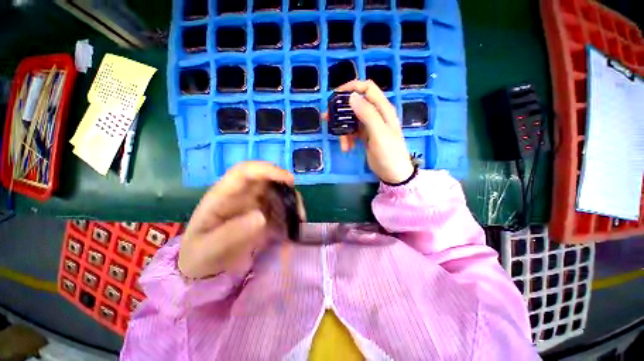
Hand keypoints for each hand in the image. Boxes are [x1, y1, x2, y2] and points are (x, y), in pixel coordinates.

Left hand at [179, 161, 293, 278]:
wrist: (204, 267)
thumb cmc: (200, 255)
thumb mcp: (207, 249)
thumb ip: (231, 233)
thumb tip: (261, 217)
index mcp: (223, 195)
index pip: (246, 171)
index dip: (268, 170)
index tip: (289, 180)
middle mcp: (242, 194)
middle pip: (267, 179)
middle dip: (286, 188)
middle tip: (298, 208)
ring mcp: (254, 203)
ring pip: (277, 192)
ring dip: (291, 202)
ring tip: (298, 221)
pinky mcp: (262, 213)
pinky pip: (280, 207)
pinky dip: (290, 214)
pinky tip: (292, 228)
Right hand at [334, 80, 413, 183]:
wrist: (393, 173)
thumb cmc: (389, 153)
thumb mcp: (379, 134)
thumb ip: (367, 114)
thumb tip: (352, 96)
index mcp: (382, 109)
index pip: (367, 88)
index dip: (351, 87)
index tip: (335, 96)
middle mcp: (376, 114)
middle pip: (355, 104)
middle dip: (341, 111)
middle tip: (327, 119)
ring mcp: (370, 126)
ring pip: (351, 120)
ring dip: (343, 130)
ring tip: (342, 144)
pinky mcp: (365, 136)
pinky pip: (352, 132)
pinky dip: (347, 138)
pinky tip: (347, 148)